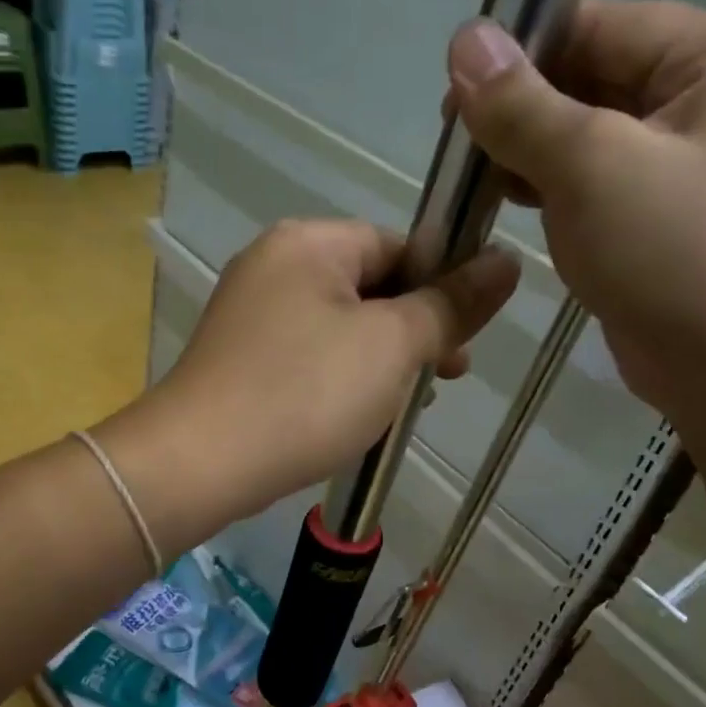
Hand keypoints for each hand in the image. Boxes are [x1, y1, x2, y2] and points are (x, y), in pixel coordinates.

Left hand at [100, 220, 517, 543]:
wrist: (200, 464)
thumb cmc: (306, 393)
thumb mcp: (392, 346)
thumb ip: (451, 304)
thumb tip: (506, 262)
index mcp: (310, 242)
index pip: (400, 245)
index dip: (442, 288)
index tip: (465, 340)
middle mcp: (274, 264)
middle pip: (370, 286)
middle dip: (414, 332)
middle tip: (445, 378)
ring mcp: (250, 313)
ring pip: (341, 327)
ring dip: (380, 361)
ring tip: (402, 407)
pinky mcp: (239, 358)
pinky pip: (308, 355)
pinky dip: (339, 378)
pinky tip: (355, 416)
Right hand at [447, 0, 705, 430]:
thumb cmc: (683, 258)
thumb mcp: (594, 169)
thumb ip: (523, 106)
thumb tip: (464, 37)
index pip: (595, 27)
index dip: (517, 57)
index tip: (451, 101)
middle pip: (588, 80)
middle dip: (519, 114)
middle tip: (456, 154)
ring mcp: (685, 164)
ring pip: (584, 138)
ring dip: (526, 156)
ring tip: (472, 184)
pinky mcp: (661, 219)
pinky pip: (594, 186)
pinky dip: (548, 192)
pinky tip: (505, 206)